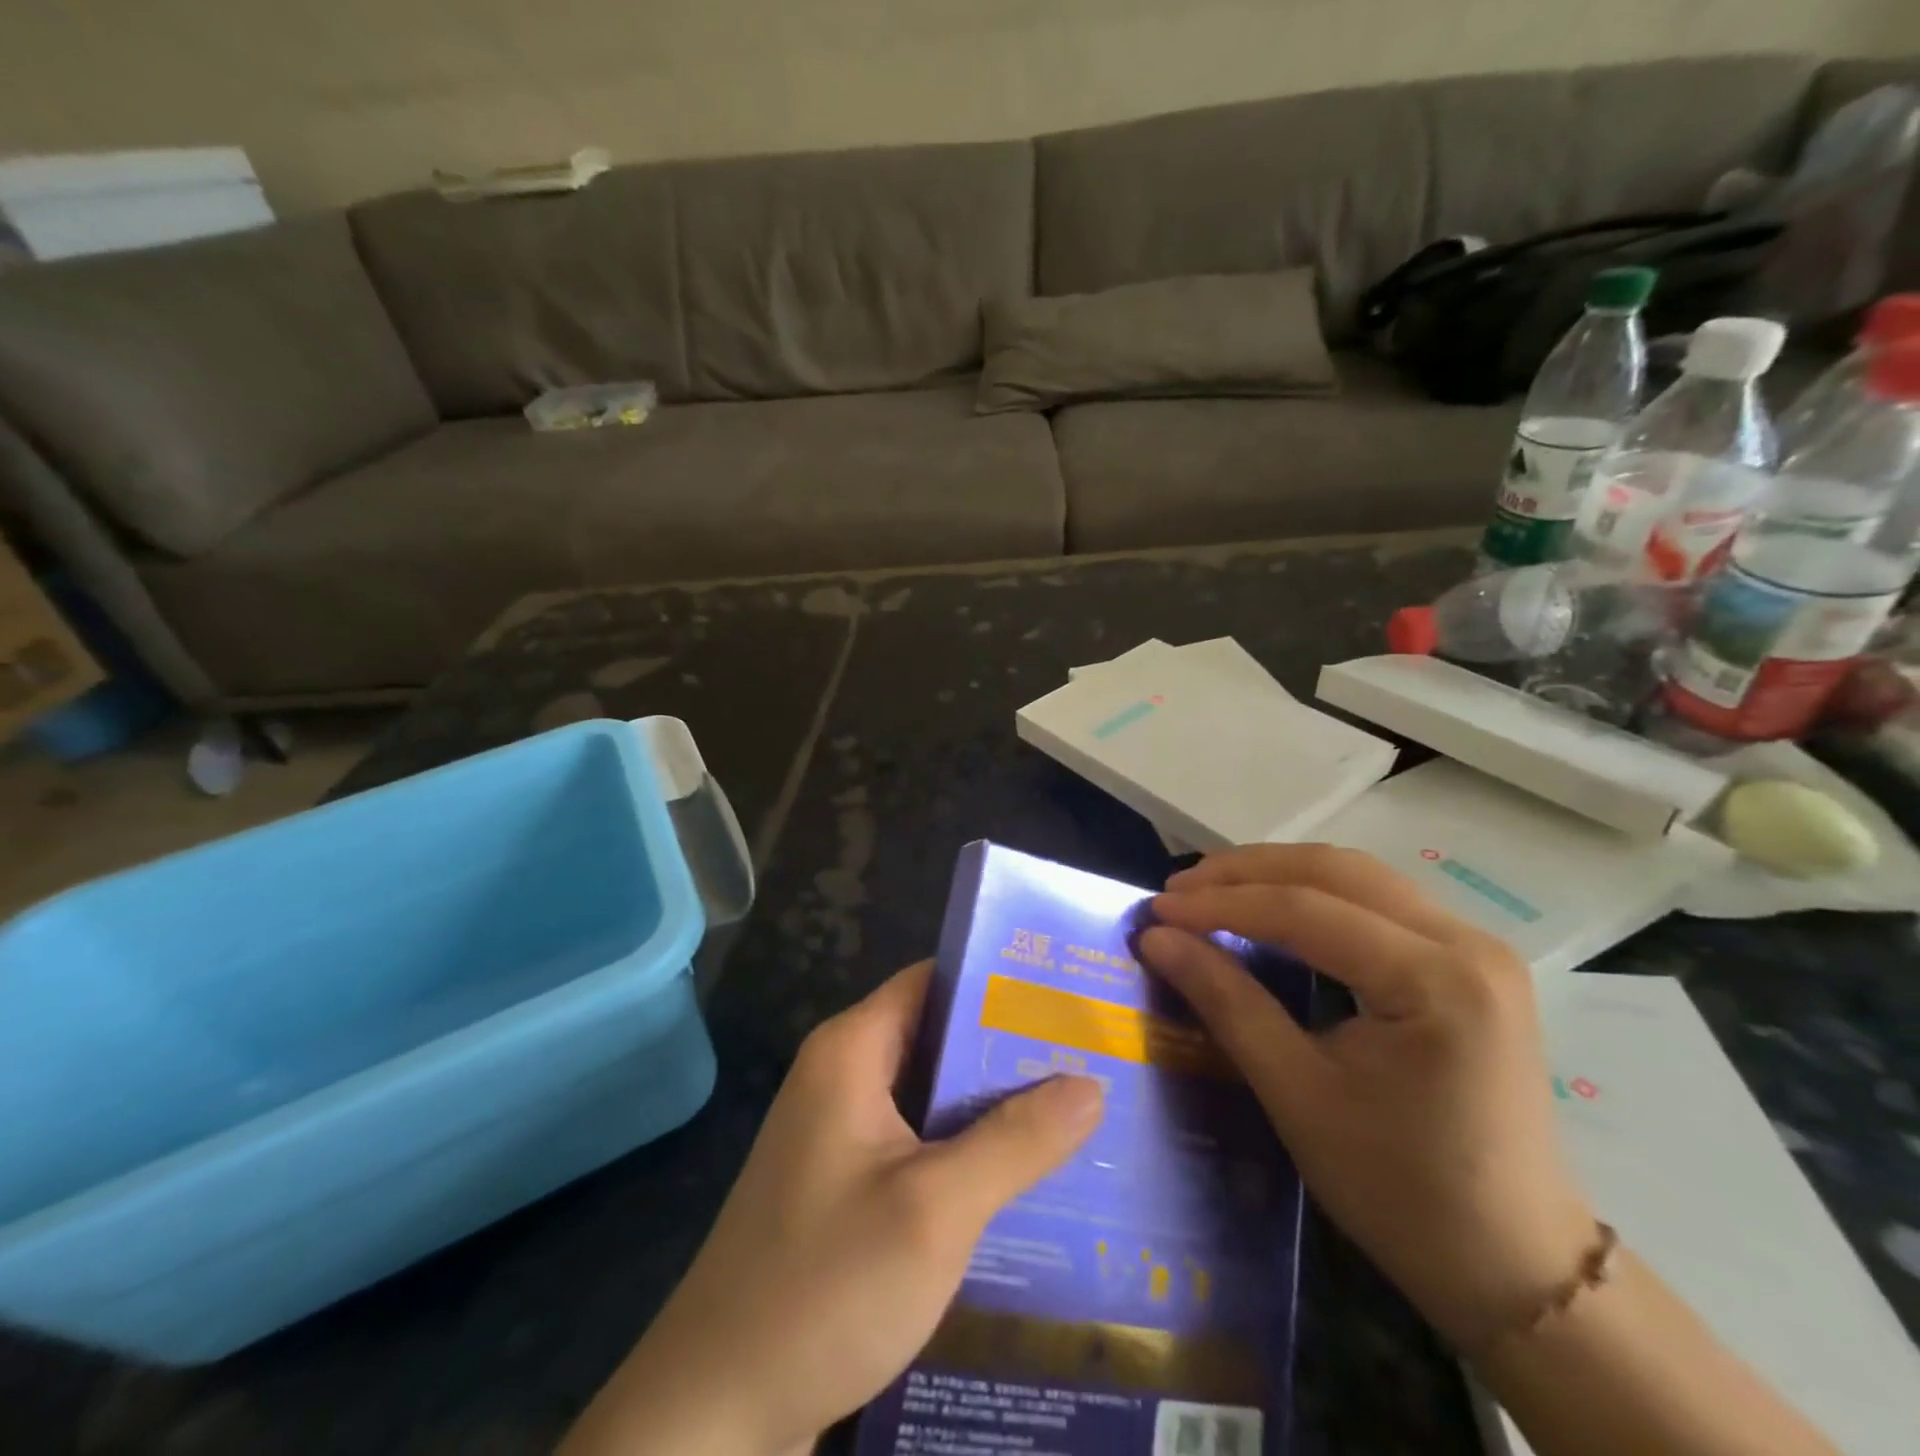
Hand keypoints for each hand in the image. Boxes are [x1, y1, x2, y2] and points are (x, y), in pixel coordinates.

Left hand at [561, 963, 1103, 1455]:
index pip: (935, 981)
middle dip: (1010, 1049)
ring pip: (933, 1096)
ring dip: (995, 1106)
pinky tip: (1029, 1177)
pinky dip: (968, 1150)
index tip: (1068, 995)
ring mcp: (842, 1133)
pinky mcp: (848, 1185)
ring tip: (1080, 1110)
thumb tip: (1091, 1083)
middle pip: (939, 1038)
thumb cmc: (823, 1286)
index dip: (999, 982)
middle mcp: (844, 1076)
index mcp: (851, 1050)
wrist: (715, 1414)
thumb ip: (1016, 1142)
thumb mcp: (935, 1209)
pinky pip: (920, 1144)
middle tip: (1092, 1056)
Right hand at [1139, 844, 1594, 1348]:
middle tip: (1178, 890)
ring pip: (1358, 876)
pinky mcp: (1471, 962)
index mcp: (1437, 981)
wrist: (1515, 1265)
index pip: (1306, 911)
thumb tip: (1158, 938)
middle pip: (1337, 872)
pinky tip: (1272, 908)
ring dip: (1278, 874)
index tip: (1158, 909)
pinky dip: (1314, 894)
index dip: (1222, 904)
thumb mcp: (1297, 1094)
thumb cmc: (1401, 1191)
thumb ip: (1227, 1002)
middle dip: (1246, 872)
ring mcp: (1477, 948)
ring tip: (1212, 890)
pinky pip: (1378, 901)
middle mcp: (1468, 944)